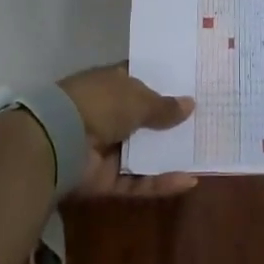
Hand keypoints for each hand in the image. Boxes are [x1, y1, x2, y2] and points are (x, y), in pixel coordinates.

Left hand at [57, 63, 197, 198]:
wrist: (59, 141)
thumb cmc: (100, 105)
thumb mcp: (138, 99)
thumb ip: (164, 106)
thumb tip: (190, 104)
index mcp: (110, 85)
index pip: (137, 81)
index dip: (161, 83)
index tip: (188, 87)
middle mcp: (107, 114)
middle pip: (143, 119)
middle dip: (169, 122)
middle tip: (204, 122)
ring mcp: (105, 148)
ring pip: (142, 153)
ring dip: (168, 154)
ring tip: (202, 152)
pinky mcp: (105, 179)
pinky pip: (137, 180)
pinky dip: (160, 182)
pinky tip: (188, 180)